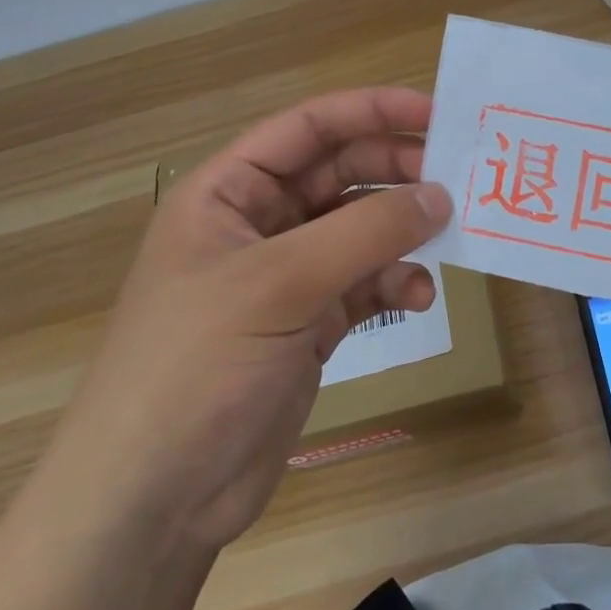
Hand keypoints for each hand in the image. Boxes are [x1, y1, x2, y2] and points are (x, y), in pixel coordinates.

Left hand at [45, 88, 449, 555]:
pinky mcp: (309, 324)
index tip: (436, 112)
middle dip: (396, 173)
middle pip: (340, 174)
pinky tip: (417, 298)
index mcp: (227, 193)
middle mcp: (258, 225)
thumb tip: (440, 195)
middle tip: (455, 179)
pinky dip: (395, 283)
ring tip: (445, 237)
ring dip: (402, 231)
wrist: (155, 498)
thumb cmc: (197, 366)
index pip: (307, 128)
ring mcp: (286, 277)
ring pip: (360, 229)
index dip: (371, 111)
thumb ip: (365, 232)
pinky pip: (365, 283)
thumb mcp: (280, 284)